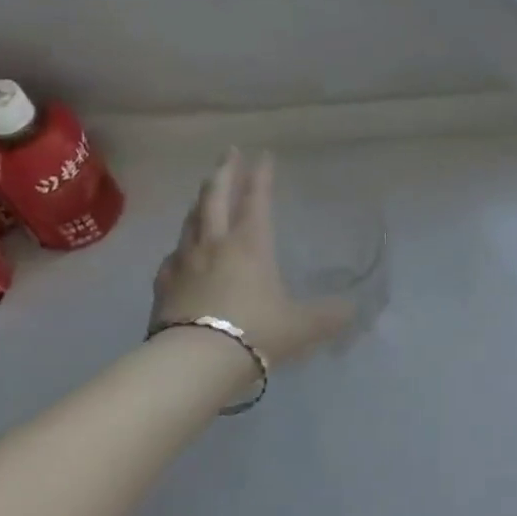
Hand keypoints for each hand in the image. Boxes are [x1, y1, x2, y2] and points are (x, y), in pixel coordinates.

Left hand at [152, 150, 353, 367]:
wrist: (195, 362)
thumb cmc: (255, 333)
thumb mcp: (303, 326)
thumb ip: (329, 315)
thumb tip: (353, 309)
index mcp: (250, 244)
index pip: (256, 199)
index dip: (261, 175)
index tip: (263, 154)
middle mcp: (215, 244)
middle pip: (215, 197)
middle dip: (224, 172)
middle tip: (229, 153)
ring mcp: (184, 263)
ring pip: (191, 221)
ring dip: (200, 202)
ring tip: (204, 193)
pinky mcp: (163, 286)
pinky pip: (173, 255)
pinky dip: (181, 245)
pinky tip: (180, 251)